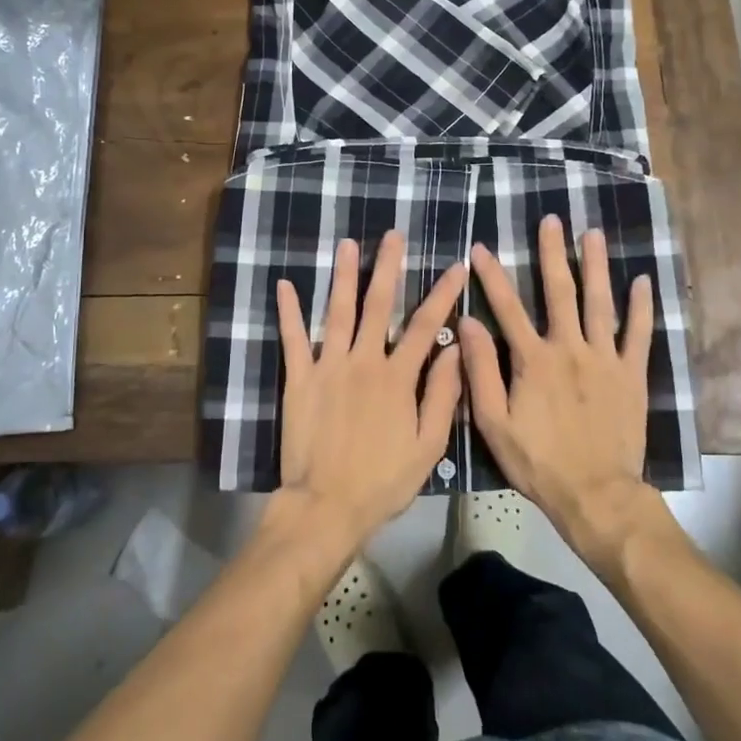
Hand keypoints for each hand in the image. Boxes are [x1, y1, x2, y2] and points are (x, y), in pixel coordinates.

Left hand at [273, 232, 466, 556]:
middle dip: (388, 267)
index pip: (424, 325)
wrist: (327, 505)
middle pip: (379, 305)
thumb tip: (456, 349)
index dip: (442, 293)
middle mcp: (364, 361)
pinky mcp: (300, 379)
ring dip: (343, 276)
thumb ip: (443, 395)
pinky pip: (294, 339)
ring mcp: (328, 366)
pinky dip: (289, 311)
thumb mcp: (428, 446)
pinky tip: (285, 284)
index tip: (455, 266)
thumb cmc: (383, 480)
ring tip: (347, 244)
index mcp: (398, 377)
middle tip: (393, 235)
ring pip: (338, 312)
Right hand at [460, 216, 656, 545]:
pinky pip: (638, 335)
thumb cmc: (538, 461)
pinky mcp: (632, 375)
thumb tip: (467, 323)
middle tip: (551, 220)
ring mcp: (605, 359)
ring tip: (593, 234)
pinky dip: (641, 307)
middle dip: (552, 253)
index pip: (507, 308)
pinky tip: (642, 281)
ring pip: (600, 303)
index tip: (482, 248)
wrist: (596, 494)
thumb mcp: (494, 422)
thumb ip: (480, 371)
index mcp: (533, 360)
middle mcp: (570, 348)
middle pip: (559, 292)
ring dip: (595, 266)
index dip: (492, 276)